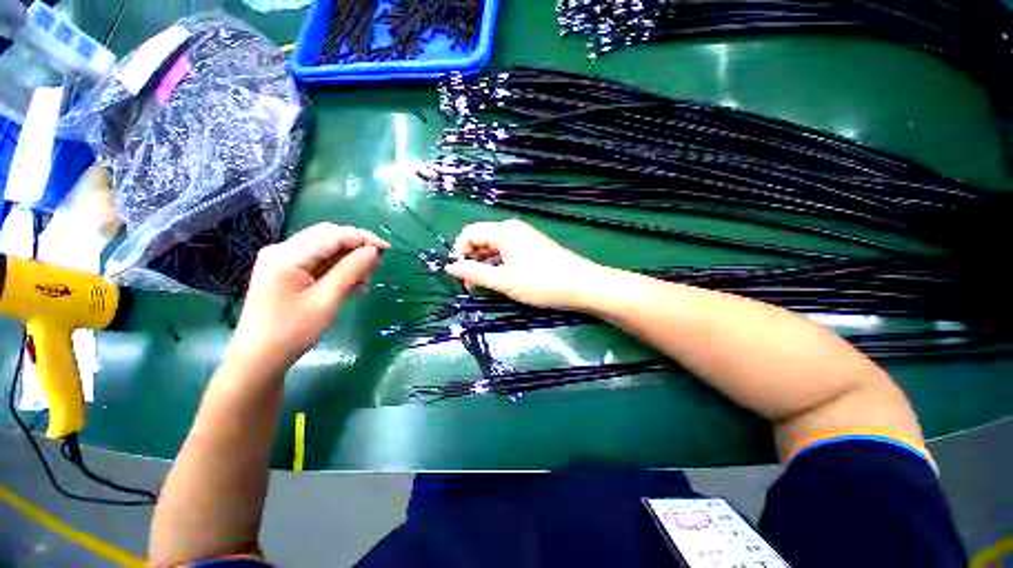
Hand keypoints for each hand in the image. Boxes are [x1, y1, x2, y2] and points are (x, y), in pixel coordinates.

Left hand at [228, 223, 388, 370]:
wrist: (258, 359)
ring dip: (348, 259)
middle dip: (356, 247)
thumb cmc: (291, 331)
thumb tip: (373, 251)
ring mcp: (281, 261)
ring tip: (366, 278)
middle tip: (378, 263)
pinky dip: (337, 269)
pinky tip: (352, 283)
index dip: (363, 238)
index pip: (332, 235)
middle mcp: (281, 251)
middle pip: (327, 237)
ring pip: (323, 249)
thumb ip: (350, 271)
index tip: (387, 249)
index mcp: (287, 255)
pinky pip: (316, 262)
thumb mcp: (326, 300)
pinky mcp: (284, 272)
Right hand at [445, 219, 605, 310]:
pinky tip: (499, 281)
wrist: (582, 285)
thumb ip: (475, 273)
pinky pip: (507, 253)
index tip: (458, 274)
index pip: (469, 233)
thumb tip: (451, 267)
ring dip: (484, 265)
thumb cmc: (541, 283)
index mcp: (504, 231)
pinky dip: (498, 265)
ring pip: (494, 248)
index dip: (459, 252)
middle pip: (481, 239)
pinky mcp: (532, 248)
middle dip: (471, 260)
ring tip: (483, 286)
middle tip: (470, 285)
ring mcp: (524, 238)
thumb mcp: (504, 281)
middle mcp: (512, 230)